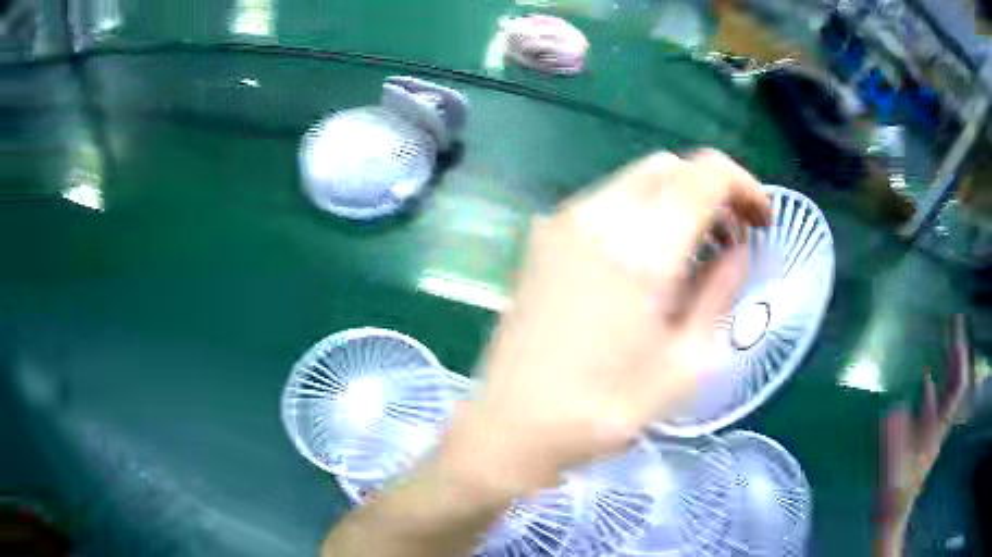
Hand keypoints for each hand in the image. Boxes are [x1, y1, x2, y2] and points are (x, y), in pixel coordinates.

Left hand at [441, 150, 770, 496]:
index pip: (705, 173)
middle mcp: (597, 216)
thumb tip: (739, 250)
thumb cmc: (604, 410)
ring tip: (696, 251)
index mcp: (640, 247)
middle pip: (670, 167)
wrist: (511, 425)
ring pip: (637, 180)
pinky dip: (643, 212)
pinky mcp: (543, 238)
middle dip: (712, 190)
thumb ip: (721, 292)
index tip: (762, 221)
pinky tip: (648, 259)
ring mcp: (562, 222)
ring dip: (677, 199)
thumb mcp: (685, 363)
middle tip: (732, 238)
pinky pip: (606, 202)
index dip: (744, 186)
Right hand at [877, 314, 971, 554]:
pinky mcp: (922, 434)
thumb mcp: (894, 472)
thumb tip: (893, 407)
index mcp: (937, 430)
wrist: (891, 515)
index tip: (956, 333)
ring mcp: (931, 428)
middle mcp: (939, 423)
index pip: (956, 389)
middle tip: (952, 322)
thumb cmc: (894, 496)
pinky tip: (924, 373)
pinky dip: (933, 382)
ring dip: (946, 364)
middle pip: (954, 382)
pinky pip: (933, 400)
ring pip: (946, 389)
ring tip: (942, 339)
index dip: (958, 362)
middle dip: (956, 353)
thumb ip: (895, 441)